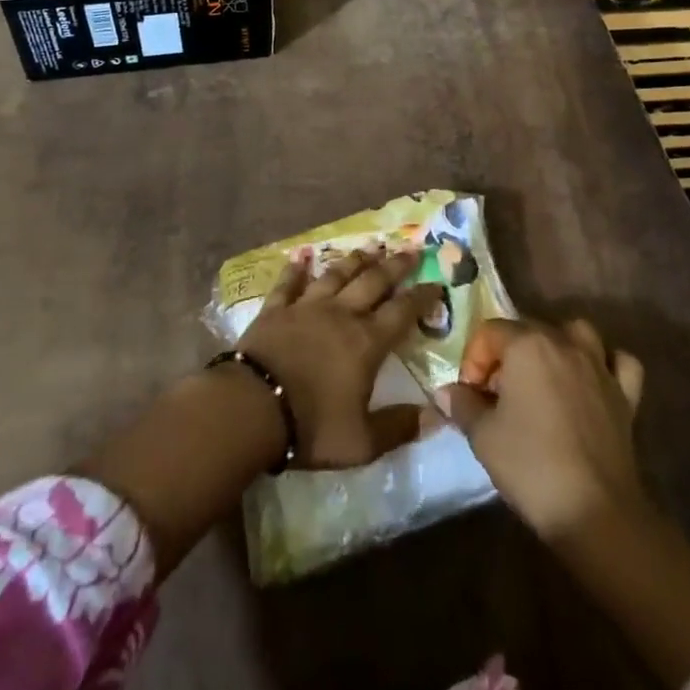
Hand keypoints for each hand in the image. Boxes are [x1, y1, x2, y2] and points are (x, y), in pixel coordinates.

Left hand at [236, 243, 441, 469]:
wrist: (252, 406)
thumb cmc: (311, 425)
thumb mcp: (362, 441)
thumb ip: (400, 426)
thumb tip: (437, 416)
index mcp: (366, 342)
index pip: (402, 312)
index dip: (421, 297)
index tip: (436, 283)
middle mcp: (340, 314)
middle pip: (373, 281)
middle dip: (395, 265)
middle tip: (411, 249)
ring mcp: (306, 307)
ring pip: (336, 275)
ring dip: (354, 260)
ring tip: (370, 247)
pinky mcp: (275, 309)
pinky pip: (289, 283)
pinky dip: (296, 269)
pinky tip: (301, 257)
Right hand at [438, 317, 647, 540]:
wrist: (594, 511)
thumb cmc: (531, 464)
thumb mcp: (482, 435)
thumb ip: (462, 404)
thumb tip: (448, 392)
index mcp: (528, 344)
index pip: (490, 332)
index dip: (473, 360)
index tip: (470, 394)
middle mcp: (565, 343)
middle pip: (528, 330)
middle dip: (506, 355)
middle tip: (496, 394)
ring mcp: (600, 367)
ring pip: (577, 333)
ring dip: (557, 346)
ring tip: (543, 376)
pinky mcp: (626, 395)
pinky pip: (619, 363)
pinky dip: (606, 365)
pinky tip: (592, 382)